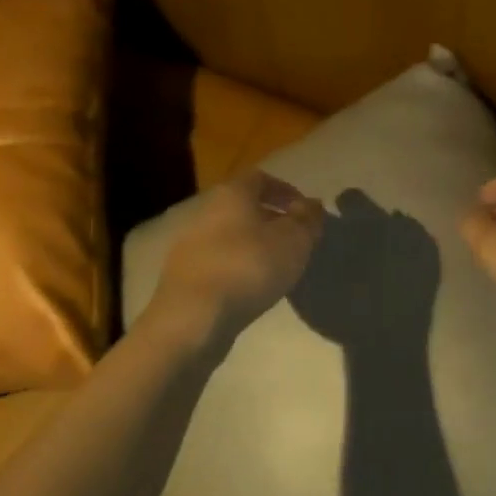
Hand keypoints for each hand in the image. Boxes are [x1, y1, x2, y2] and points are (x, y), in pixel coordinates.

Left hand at [146, 170, 325, 344]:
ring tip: (277, 267)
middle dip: (270, 219)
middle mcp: (206, 212)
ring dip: (254, 245)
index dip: (285, 190)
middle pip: (242, 206)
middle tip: (294, 240)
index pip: (260, 178)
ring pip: (230, 235)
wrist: (193, 317)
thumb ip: (307, 219)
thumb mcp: (293, 240)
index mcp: (232, 194)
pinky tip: (252, 288)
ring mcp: (190, 244)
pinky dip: (238, 267)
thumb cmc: (249, 267)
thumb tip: (312, 204)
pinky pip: (218, 261)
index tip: (304, 211)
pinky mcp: (183, 275)